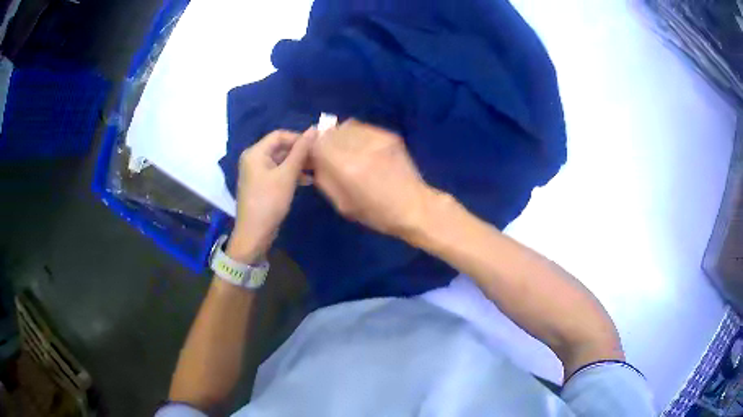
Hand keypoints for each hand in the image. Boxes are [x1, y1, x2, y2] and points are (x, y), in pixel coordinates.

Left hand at [228, 128, 315, 262]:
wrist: (254, 233)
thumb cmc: (269, 201)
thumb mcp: (287, 175)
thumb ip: (300, 151)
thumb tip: (314, 129)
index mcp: (255, 152)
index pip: (279, 135)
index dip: (299, 137)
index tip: (318, 145)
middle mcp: (254, 159)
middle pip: (280, 147)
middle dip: (300, 152)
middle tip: (320, 158)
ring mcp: (257, 172)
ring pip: (281, 161)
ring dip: (298, 164)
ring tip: (317, 169)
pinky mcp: (262, 184)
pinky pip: (278, 172)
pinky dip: (291, 174)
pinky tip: (307, 180)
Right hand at [311, 119, 435, 237]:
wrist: (415, 207)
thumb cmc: (377, 214)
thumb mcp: (342, 204)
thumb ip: (324, 179)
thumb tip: (312, 161)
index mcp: (347, 167)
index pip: (317, 143)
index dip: (310, 148)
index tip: (312, 157)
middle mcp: (360, 147)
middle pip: (330, 131)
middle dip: (324, 141)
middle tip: (327, 154)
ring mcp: (377, 139)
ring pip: (346, 126)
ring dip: (339, 136)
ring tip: (344, 150)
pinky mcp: (389, 135)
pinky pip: (362, 128)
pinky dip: (355, 135)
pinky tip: (361, 148)